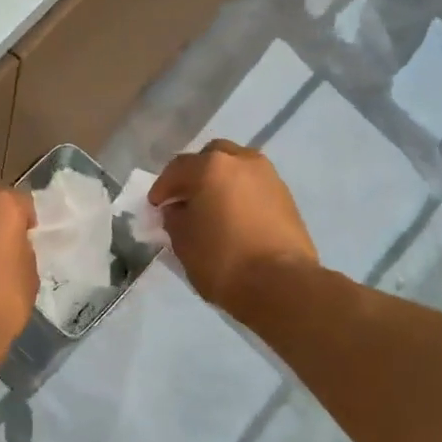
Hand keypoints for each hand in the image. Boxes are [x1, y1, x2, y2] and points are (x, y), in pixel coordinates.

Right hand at [150, 141, 317, 310]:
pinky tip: (235, 218)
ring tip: (212, 208)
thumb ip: (174, 218)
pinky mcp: (286, 197)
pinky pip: (254, 186)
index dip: (162, 187)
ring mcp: (268, 177)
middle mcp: (242, 161)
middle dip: (195, 174)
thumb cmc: (222, 259)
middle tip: (185, 199)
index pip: (177, 168)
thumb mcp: (183, 241)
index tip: (155, 206)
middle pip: (211, 157)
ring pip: (237, 168)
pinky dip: (241, 195)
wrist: (281, 284)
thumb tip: (177, 209)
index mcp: (211, 166)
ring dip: (221, 182)